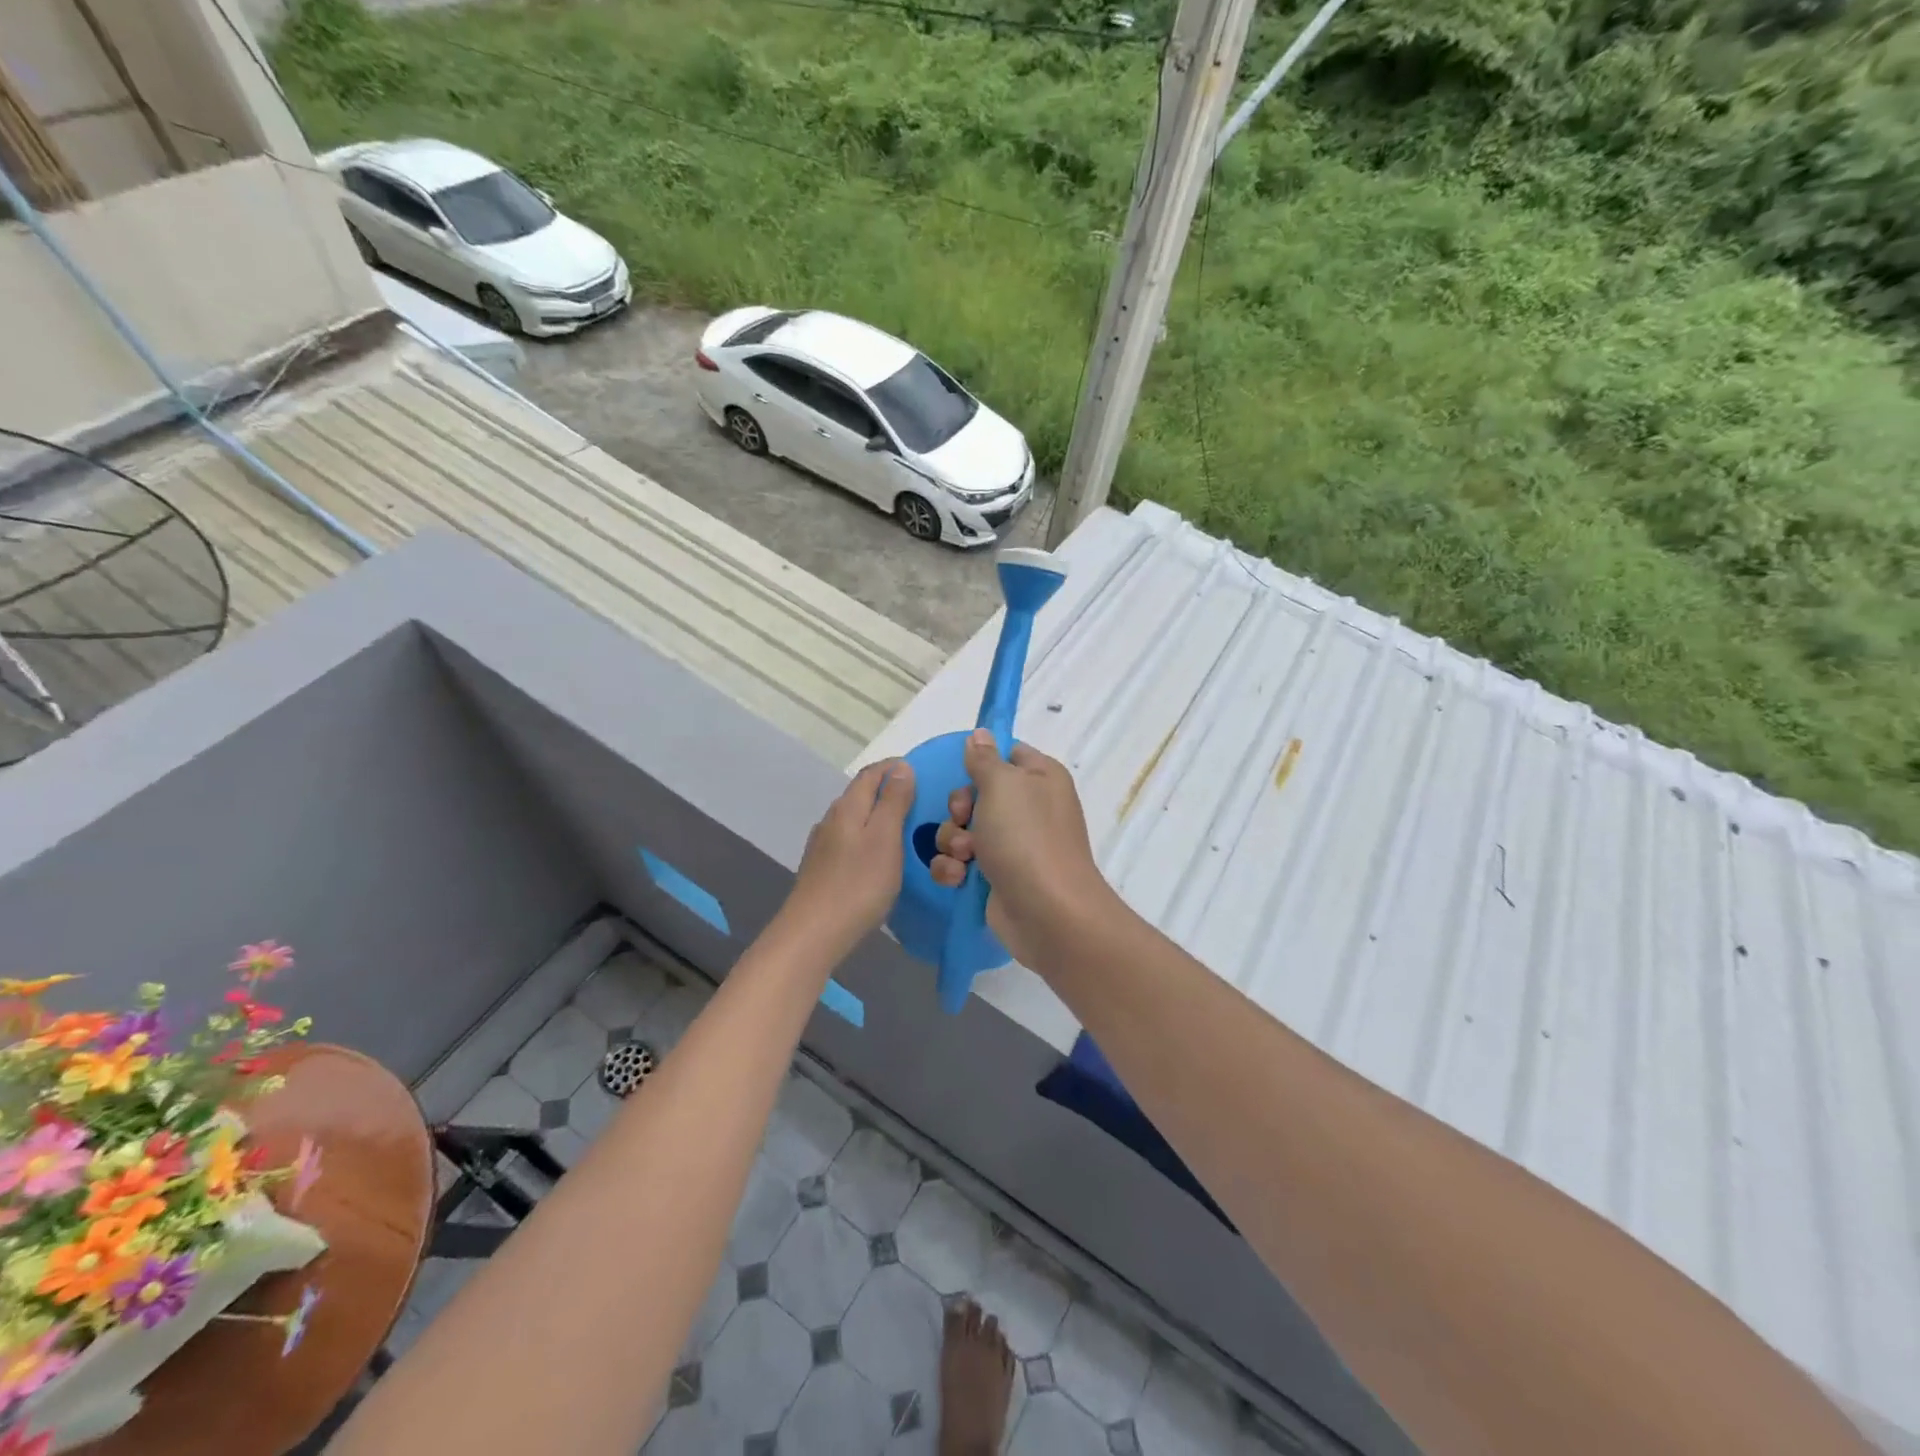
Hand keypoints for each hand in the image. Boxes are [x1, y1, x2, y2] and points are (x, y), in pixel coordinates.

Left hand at [783, 759, 914, 955]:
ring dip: (878, 814)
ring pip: (854, 817)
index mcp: (848, 806)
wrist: (813, 933)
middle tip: (920, 800)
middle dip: (888, 789)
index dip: (895, 767)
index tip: (921, 771)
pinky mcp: (821, 867)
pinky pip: (849, 840)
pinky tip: (878, 854)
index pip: (871, 773)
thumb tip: (901, 767)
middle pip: (861, 793)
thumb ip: (893, 801)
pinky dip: (868, 836)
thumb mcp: (885, 838)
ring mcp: (823, 844)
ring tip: (904, 827)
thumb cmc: (858, 883)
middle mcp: (832, 819)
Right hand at [929, 730, 1115, 968]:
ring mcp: (1012, 845)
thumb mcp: (1003, 785)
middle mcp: (1028, 807)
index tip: (965, 771)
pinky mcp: (996, 876)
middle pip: (976, 792)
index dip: (982, 761)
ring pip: (963, 828)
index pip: (1007, 753)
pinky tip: (958, 878)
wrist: (1046, 912)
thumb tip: (981, 734)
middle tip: (963, 818)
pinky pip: (961, 862)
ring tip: (965, 856)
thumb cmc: (1026, 837)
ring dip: (953, 840)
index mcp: (1040, 777)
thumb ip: (985, 758)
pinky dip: (954, 868)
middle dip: (959, 807)